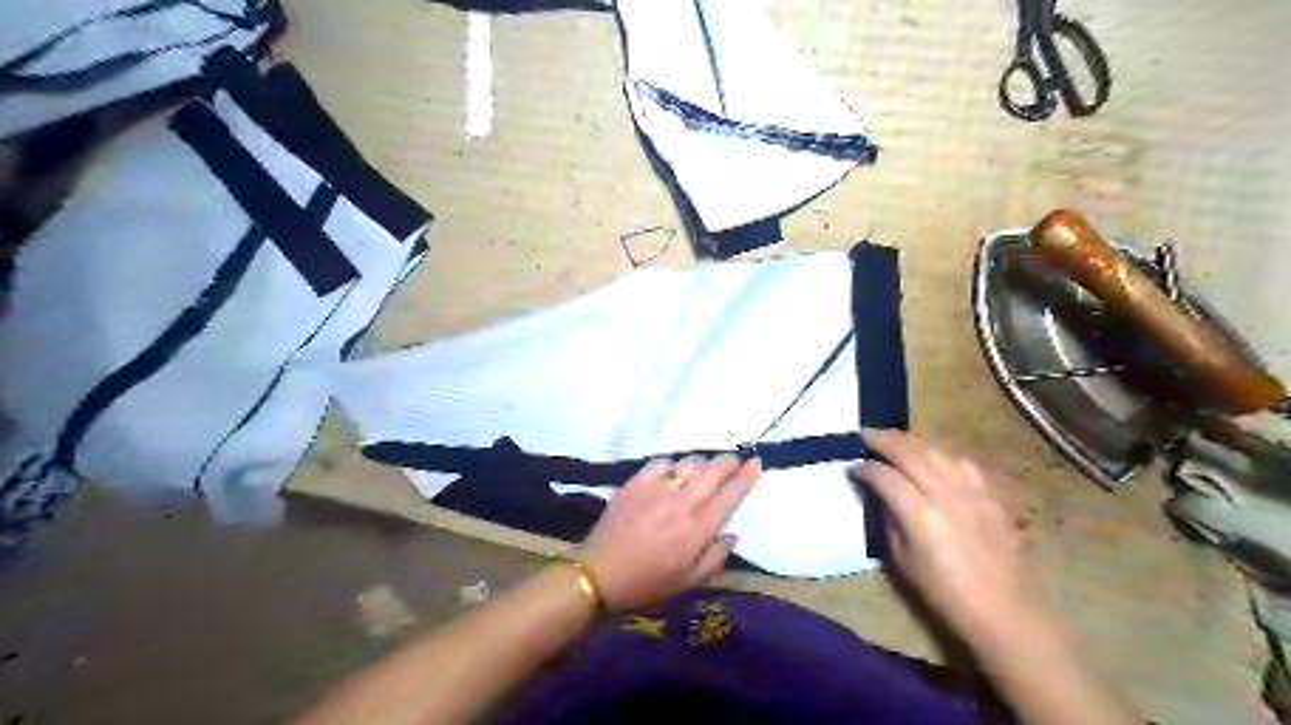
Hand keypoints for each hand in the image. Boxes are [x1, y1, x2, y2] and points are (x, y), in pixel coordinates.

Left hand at [580, 457, 756, 607]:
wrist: (599, 575)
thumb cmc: (648, 584)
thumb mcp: (689, 582)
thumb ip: (715, 557)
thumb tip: (733, 534)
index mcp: (698, 528)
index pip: (730, 494)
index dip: (746, 477)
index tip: (756, 462)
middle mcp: (681, 502)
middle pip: (712, 472)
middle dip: (727, 462)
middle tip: (734, 460)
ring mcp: (656, 489)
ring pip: (687, 464)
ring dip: (702, 462)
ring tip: (706, 465)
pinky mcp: (635, 483)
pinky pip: (659, 463)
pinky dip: (671, 463)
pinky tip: (672, 469)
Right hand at [855, 428, 1042, 643]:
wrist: (1003, 610)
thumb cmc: (944, 592)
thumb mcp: (902, 561)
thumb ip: (889, 520)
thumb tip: (880, 496)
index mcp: (920, 513)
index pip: (885, 476)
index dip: (866, 468)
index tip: (854, 467)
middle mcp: (945, 493)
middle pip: (910, 453)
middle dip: (885, 441)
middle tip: (866, 435)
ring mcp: (972, 491)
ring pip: (937, 451)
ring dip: (912, 442)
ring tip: (896, 441)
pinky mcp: (990, 495)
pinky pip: (962, 463)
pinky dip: (942, 455)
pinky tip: (935, 458)